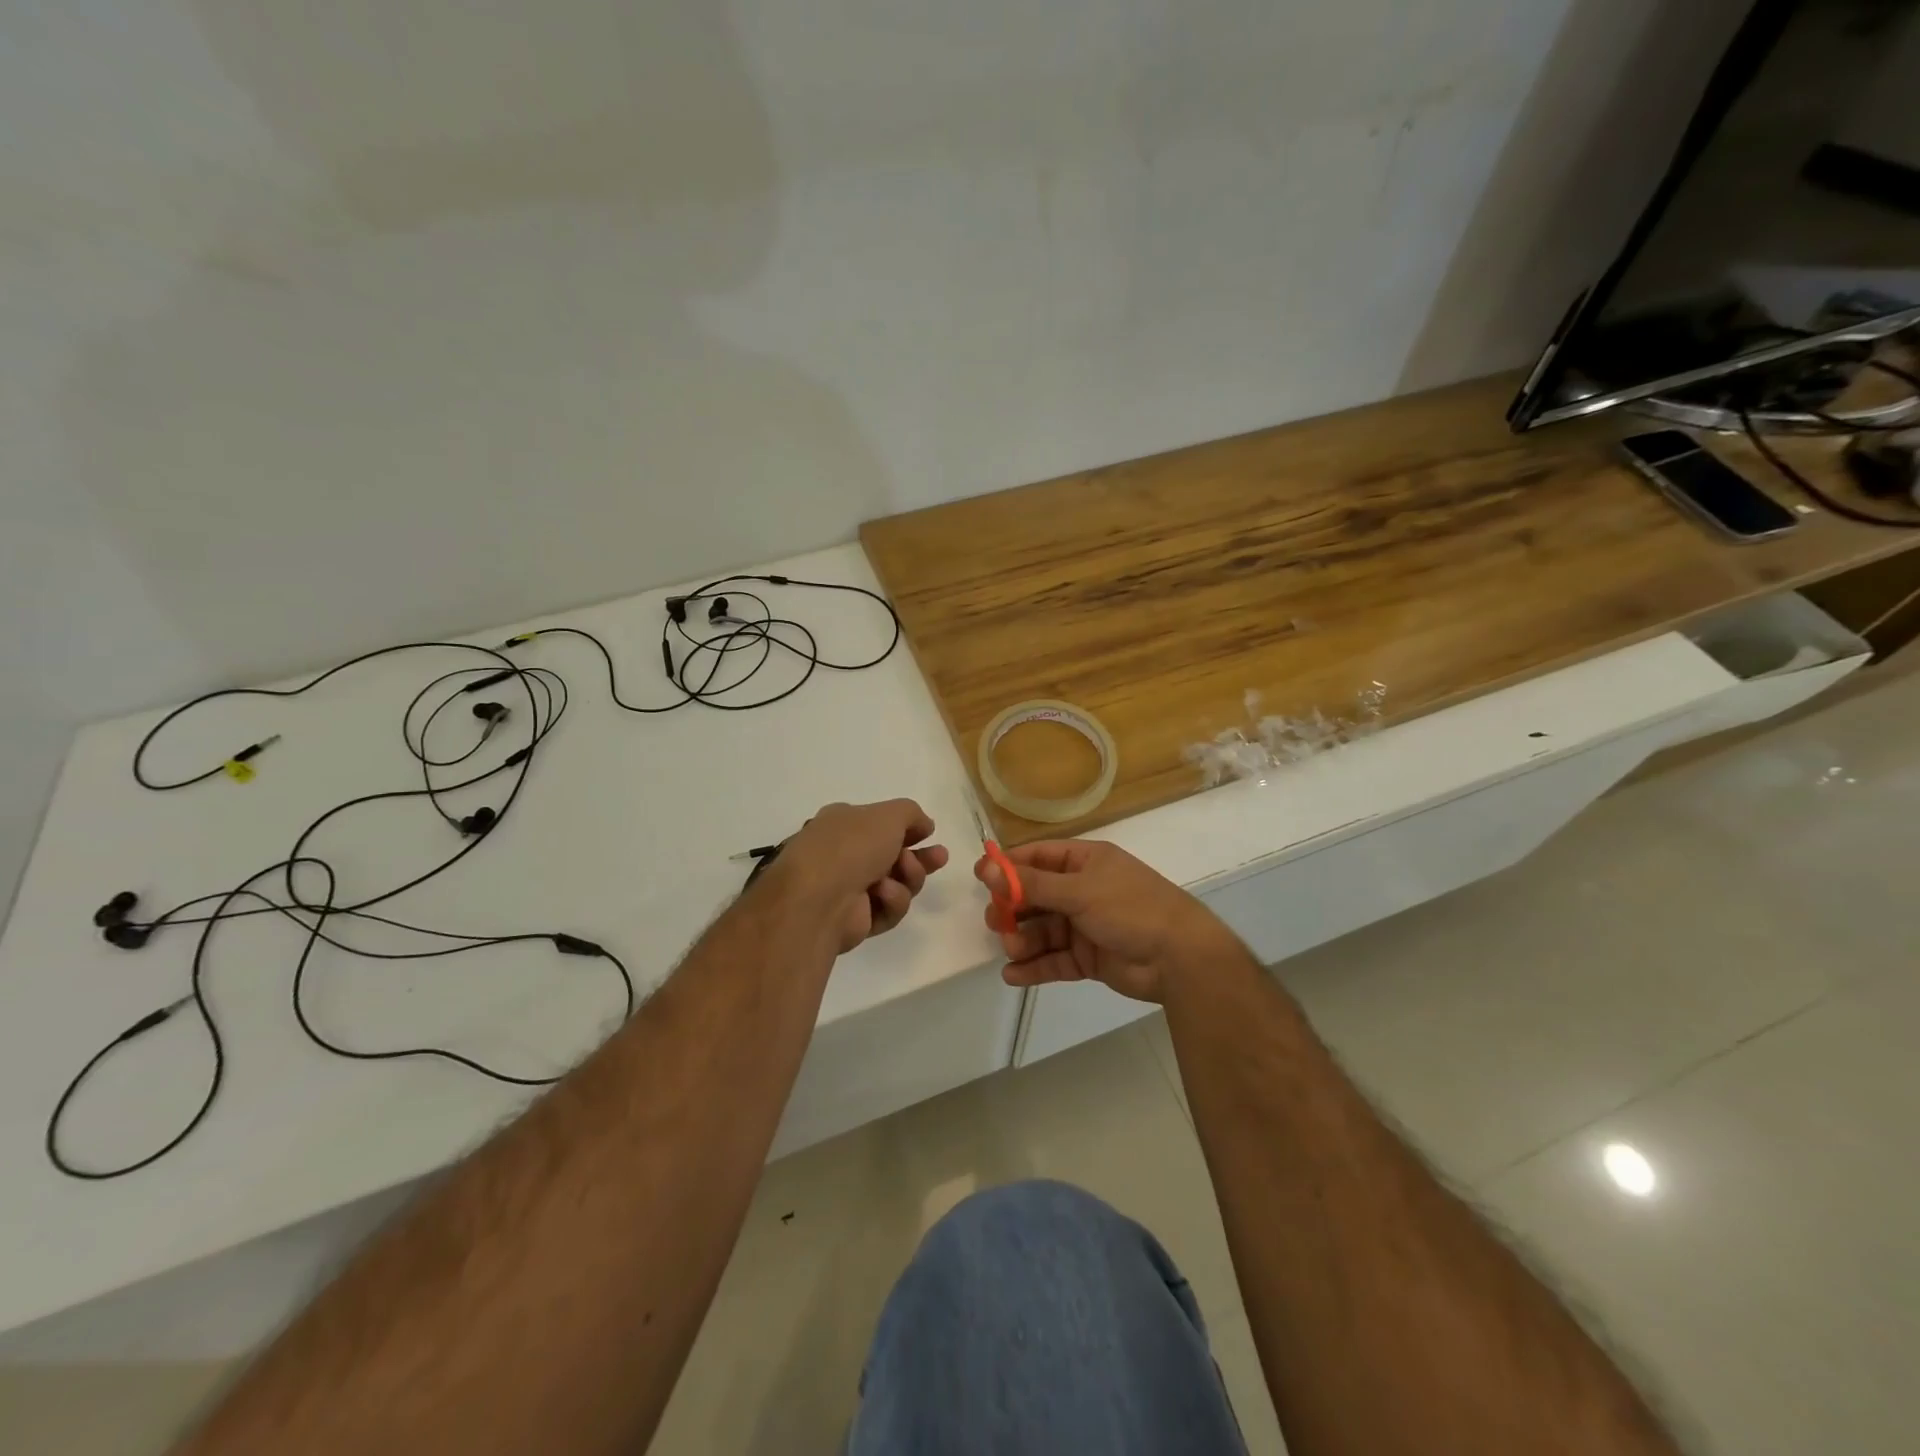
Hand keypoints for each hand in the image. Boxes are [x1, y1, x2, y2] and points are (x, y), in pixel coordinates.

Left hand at [777, 800, 949, 953]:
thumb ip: (911, 814)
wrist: (820, 897)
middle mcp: (843, 855)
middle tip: (940, 857)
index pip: (880, 825)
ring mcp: (847, 889)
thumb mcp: (889, 815)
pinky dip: (891, 901)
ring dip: (907, 877)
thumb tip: (924, 825)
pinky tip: (883, 895)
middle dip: (919, 858)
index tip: (929, 832)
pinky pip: (887, 909)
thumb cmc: (852, 845)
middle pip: (892, 857)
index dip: (907, 829)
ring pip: (897, 884)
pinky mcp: (855, 920)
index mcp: (843, 824)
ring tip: (905, 873)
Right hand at [976, 840, 1237, 1002]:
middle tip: (994, 922)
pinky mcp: (1088, 958)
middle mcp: (1083, 890)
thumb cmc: (1130, 908)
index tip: (979, 878)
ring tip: (1012, 950)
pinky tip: (1013, 975)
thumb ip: (1031, 884)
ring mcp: (1085, 925)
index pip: (1038, 857)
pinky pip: (1054, 960)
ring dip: (1023, 940)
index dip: (1008, 867)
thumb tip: (986, 868)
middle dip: (1013, 909)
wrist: (1180, 958)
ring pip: (1042, 930)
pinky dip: (1034, 967)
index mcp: (1085, 862)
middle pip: (1036, 896)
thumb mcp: (1079, 890)